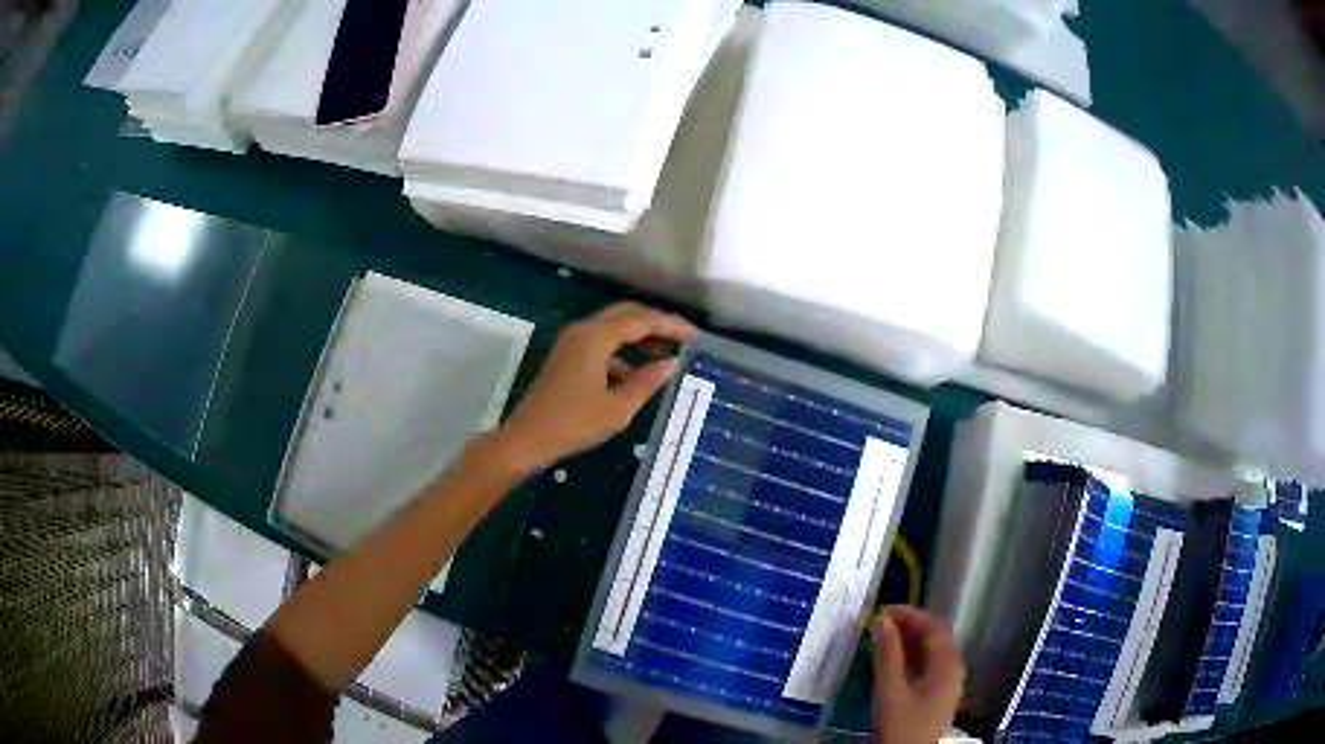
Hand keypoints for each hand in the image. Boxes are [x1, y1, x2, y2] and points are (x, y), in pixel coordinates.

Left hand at [494, 302, 693, 472]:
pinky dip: (622, 352)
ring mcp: (572, 342)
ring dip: (639, 337)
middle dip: (655, 324)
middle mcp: (583, 331)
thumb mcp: (617, 408)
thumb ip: (646, 382)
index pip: (640, 320)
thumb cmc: (573, 424)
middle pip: (625, 315)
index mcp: (595, 338)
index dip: (669, 324)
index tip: (693, 334)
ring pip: (613, 328)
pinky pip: (601, 343)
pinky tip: (636, 374)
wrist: (527, 439)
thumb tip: (670, 364)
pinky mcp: (567, 356)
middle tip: (682, 338)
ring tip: (666, 355)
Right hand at [873, 606, 963, 743]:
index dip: (910, 614)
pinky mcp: (938, 695)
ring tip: (882, 637)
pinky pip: (928, 665)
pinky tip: (891, 660)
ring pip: (931, 651)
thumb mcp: (890, 691)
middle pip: (935, 637)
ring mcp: (948, 682)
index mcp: (948, 664)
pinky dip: (910, 656)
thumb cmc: (903, 725)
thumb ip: (888, 655)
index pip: (933, 627)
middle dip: (909, 625)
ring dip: (909, 641)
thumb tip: (883, 621)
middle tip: (880, 622)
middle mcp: (953, 668)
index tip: (883, 610)